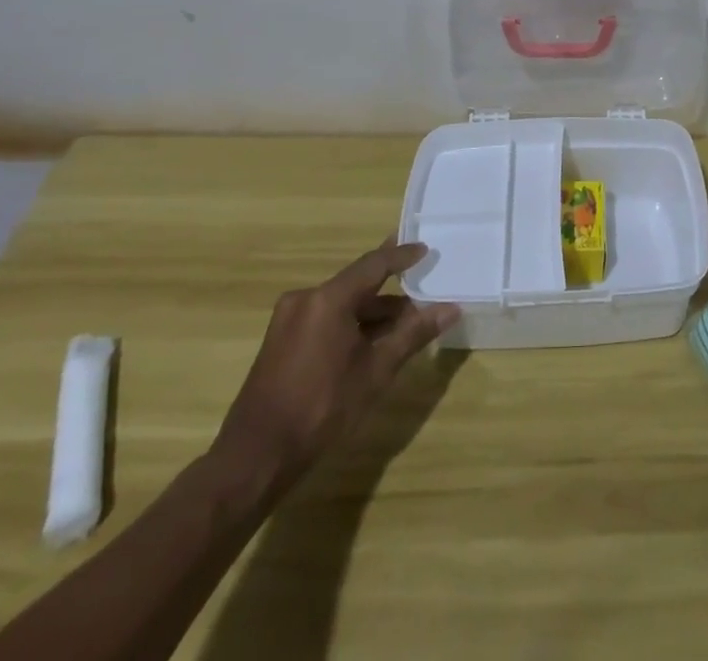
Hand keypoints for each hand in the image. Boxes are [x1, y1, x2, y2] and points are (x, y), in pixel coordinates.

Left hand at [211, 237, 458, 491]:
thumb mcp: (376, 371)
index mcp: (328, 299)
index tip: (425, 250)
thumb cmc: (322, 408)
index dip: (402, 256)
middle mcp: (306, 299)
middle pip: (358, 285)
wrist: (256, 457)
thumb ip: (414, 334)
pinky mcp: (280, 340)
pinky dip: (350, 325)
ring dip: (371, 314)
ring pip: (342, 305)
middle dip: (391, 294)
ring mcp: (289, 319)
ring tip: (404, 328)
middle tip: (422, 296)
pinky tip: (370, 344)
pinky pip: (325, 319)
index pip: (374, 264)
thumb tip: (451, 309)